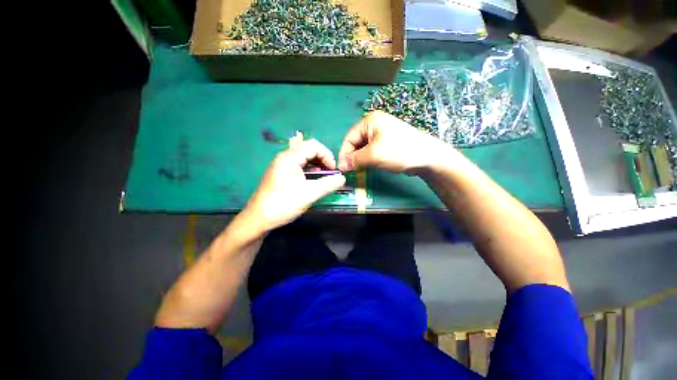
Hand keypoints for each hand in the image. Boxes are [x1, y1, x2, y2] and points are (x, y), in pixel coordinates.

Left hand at [243, 139, 345, 231]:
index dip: (327, 156)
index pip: (314, 146)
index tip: (334, 171)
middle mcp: (285, 157)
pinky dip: (309, 171)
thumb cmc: (284, 204)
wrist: (259, 219)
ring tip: (323, 178)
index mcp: (290, 157)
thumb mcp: (309, 194)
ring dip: (316, 165)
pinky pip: (298, 166)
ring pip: (304, 158)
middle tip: (329, 174)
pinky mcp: (281, 173)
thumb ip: (328, 184)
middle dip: (322, 160)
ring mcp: (281, 165)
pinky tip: (312, 182)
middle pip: (308, 149)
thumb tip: (343, 178)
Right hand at [338, 111, 453, 173]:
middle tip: (351, 171)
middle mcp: (374, 125)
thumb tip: (341, 166)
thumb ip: (354, 160)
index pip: (349, 138)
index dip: (344, 154)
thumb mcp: (373, 155)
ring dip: (360, 160)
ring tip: (359, 170)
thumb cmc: (398, 151)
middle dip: (352, 157)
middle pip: (356, 143)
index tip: (342, 168)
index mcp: (369, 121)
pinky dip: (368, 159)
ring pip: (363, 148)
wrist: (427, 157)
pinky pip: (372, 151)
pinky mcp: (387, 143)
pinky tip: (368, 167)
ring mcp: (382, 134)